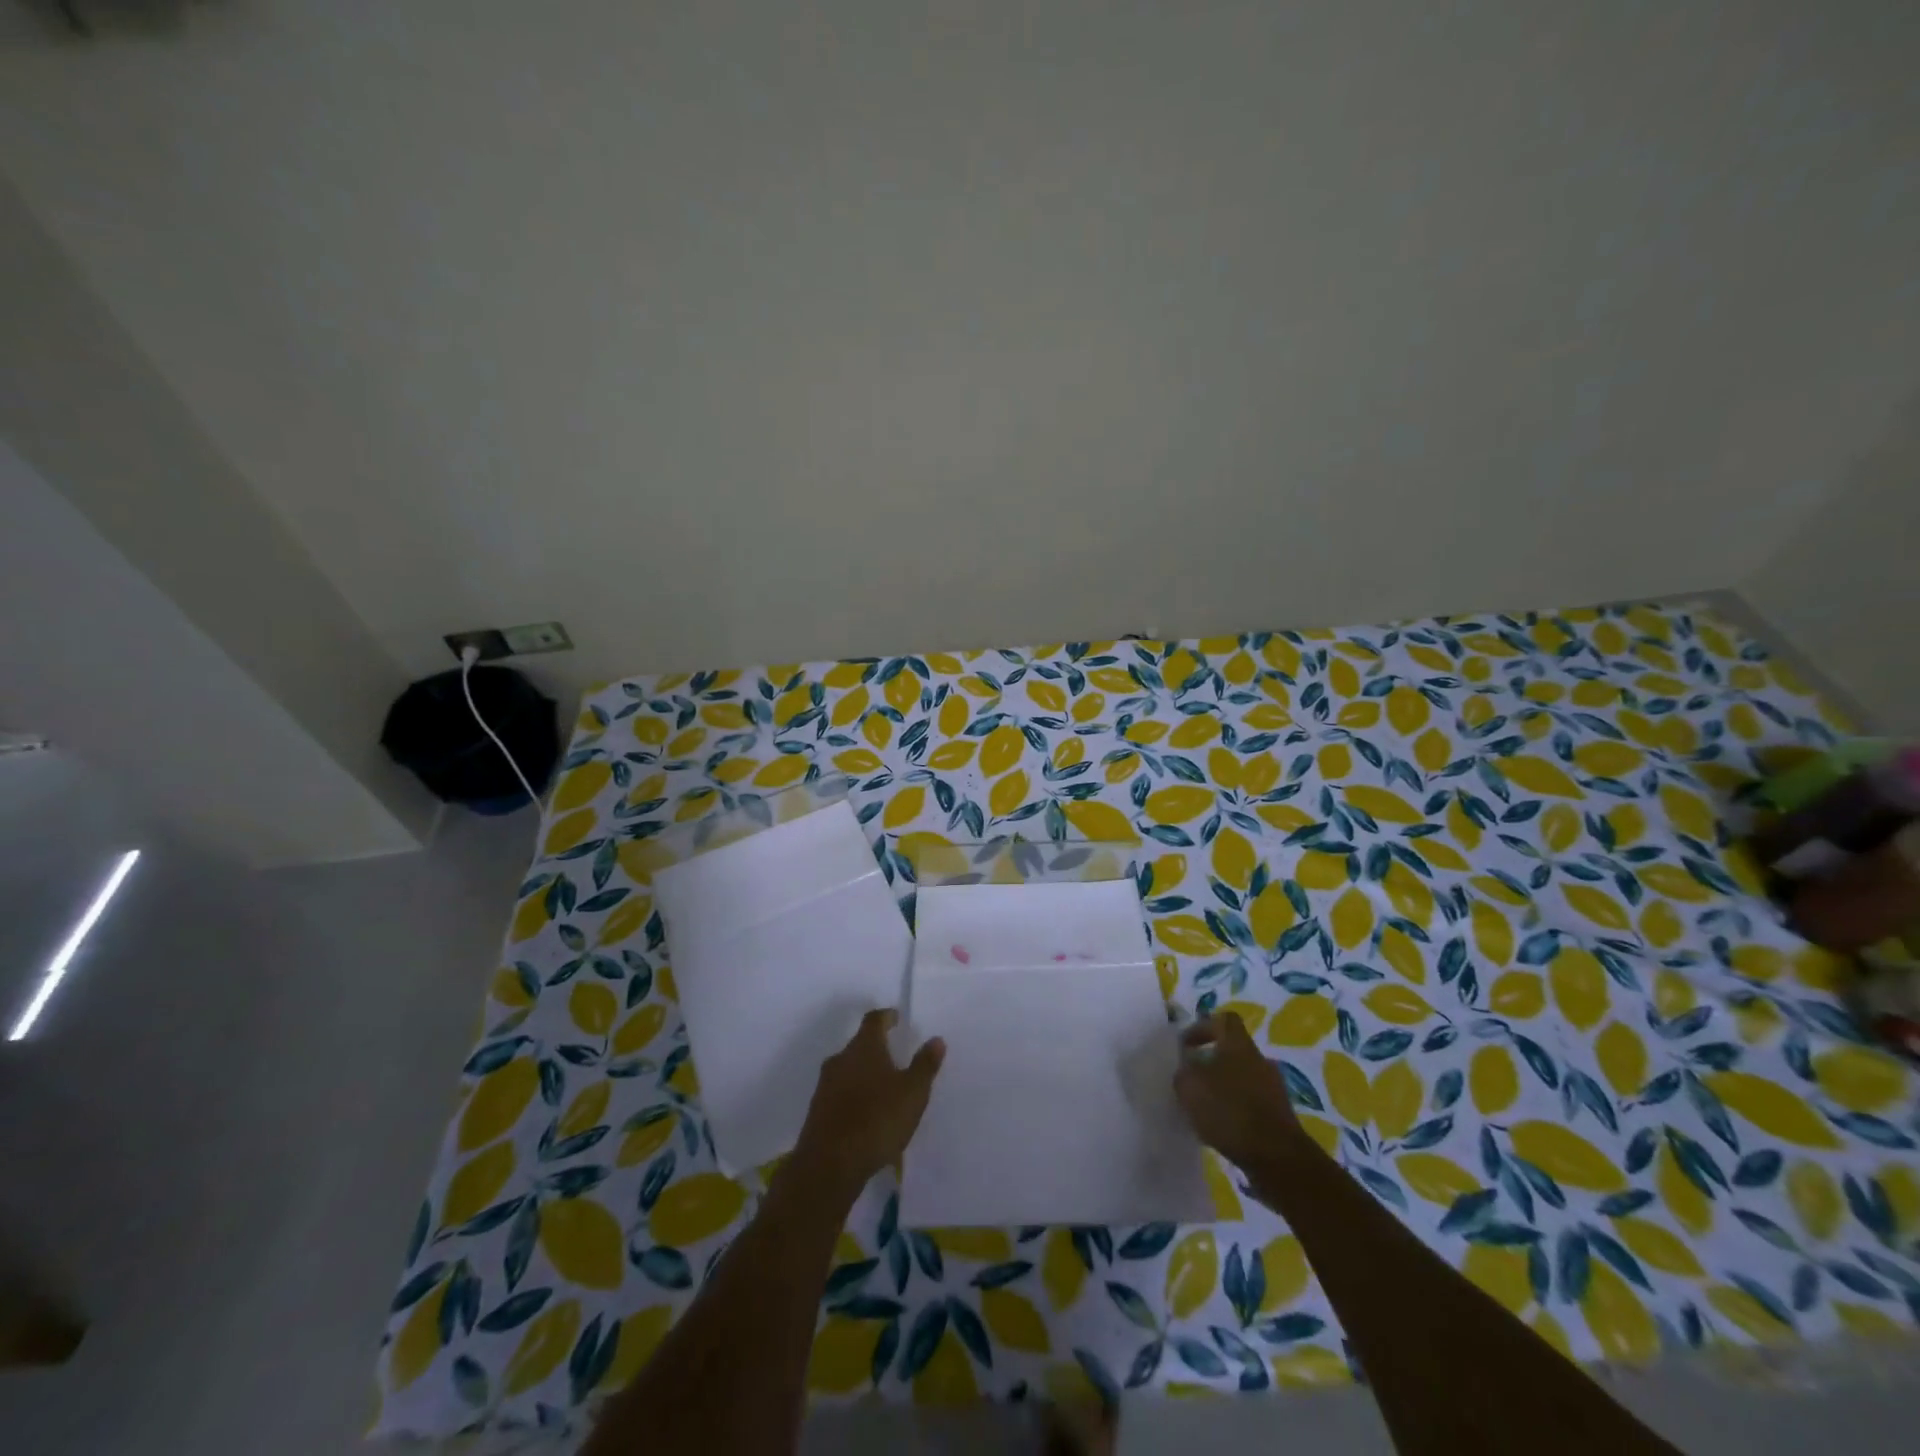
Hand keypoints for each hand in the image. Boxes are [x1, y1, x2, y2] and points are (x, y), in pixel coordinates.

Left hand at [792, 1009, 944, 1200]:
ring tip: (884, 1090)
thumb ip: (925, 1065)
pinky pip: (840, 1094)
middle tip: (896, 1058)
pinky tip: (867, 1116)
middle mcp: (840, 1059)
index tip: (896, 1019)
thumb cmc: (877, 1120)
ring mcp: (825, 1085)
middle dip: (877, 1049)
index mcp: (864, 1047)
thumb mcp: (912, 1093)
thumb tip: (936, 1039)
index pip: (874, 1020)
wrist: (829, 1165)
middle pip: (859, 1045)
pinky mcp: (817, 1111)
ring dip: (865, 1074)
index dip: (886, 1017)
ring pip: (848, 1070)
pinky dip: (854, 1097)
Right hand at [1173, 1012, 1303, 1172]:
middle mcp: (1259, 1060)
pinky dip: (1236, 1110)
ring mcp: (1274, 1088)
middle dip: (1211, 1062)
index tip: (1186, 1045)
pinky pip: (1252, 1103)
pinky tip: (1222, 1128)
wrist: (1277, 1158)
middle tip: (1192, 1079)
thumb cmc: (1230, 1111)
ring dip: (1224, 1088)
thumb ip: (1183, 1073)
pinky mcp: (1280, 1116)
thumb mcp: (1190, 1087)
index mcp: (1238, 1044)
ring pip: (1243, 1078)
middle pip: (1233, 1051)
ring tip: (1204, 1108)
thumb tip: (1186, 1069)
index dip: (1203, 1027)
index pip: (1224, 1020)